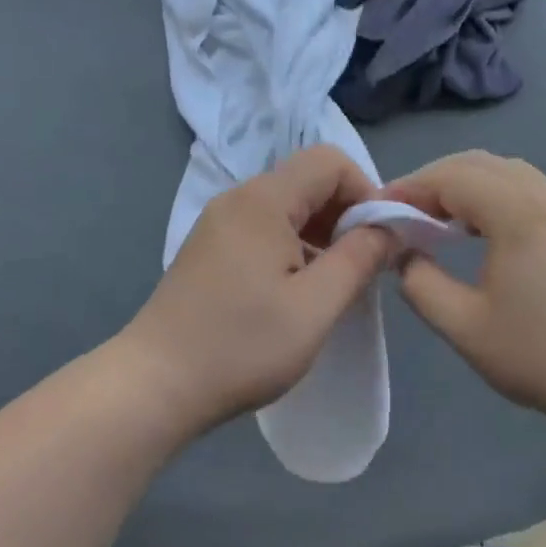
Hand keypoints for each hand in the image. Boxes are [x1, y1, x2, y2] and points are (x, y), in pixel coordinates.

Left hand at [122, 145, 395, 434]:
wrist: (155, 384)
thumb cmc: (242, 345)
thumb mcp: (316, 307)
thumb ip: (360, 259)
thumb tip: (390, 228)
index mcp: (263, 201)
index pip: (331, 162)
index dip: (366, 192)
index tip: (379, 241)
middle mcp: (238, 199)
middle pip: (308, 181)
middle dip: (346, 215)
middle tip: (361, 267)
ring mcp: (218, 224)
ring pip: (287, 207)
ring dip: (321, 234)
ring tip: (332, 285)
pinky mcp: (209, 249)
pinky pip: (265, 229)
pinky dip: (293, 247)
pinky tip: (296, 292)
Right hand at [382, 151, 545, 429]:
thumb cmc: (539, 356)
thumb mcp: (464, 326)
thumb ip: (420, 283)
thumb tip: (404, 254)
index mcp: (517, 215)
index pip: (452, 177)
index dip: (410, 188)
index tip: (378, 212)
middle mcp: (544, 199)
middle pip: (478, 163)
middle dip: (433, 180)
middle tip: (402, 213)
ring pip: (504, 171)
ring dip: (463, 184)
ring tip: (434, 218)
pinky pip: (524, 188)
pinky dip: (489, 194)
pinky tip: (475, 229)